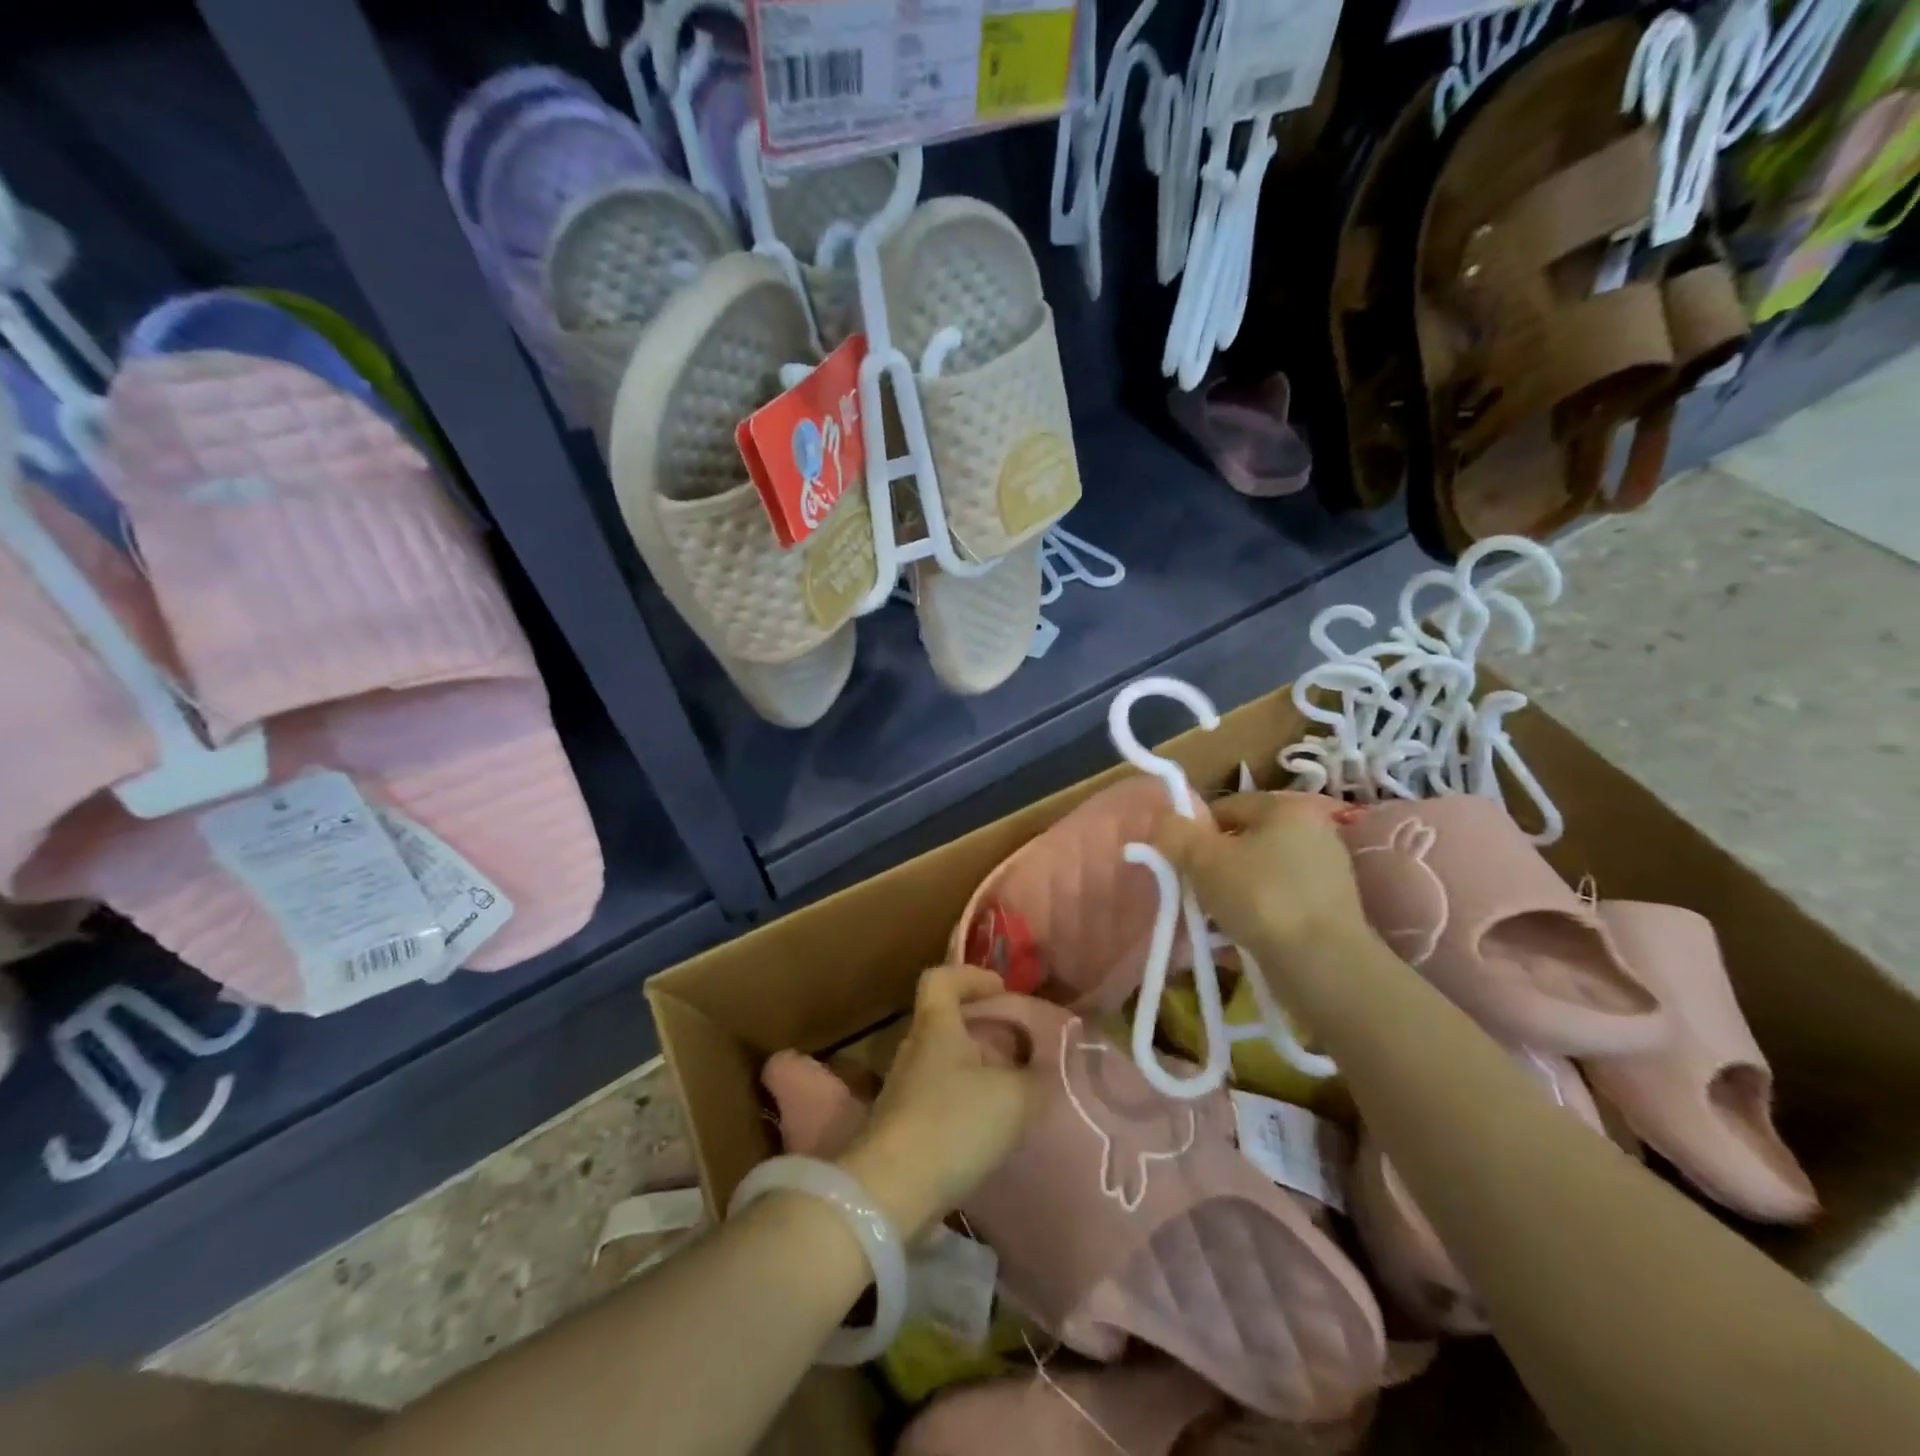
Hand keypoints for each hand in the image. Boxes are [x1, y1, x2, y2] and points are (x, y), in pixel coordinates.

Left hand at [838, 967, 1031, 1239]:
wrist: (891, 1192)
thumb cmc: (953, 1124)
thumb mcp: (1014, 1098)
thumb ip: (1038, 1078)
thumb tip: (1047, 1067)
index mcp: (936, 1025)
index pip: (941, 978)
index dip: (971, 977)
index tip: (1002, 990)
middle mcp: (914, 1048)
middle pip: (945, 1020)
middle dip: (984, 1027)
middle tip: (1020, 1045)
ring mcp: (903, 1088)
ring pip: (944, 1061)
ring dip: (976, 1067)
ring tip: (1012, 1088)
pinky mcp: (902, 1125)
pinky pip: (939, 1096)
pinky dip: (965, 1100)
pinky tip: (990, 1126)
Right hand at [1150, 791, 1370, 963]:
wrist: (1322, 964)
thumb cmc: (1260, 897)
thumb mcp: (1202, 859)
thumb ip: (1175, 833)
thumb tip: (1162, 821)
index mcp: (1286, 808)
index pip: (1226, 806)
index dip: (1195, 831)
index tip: (1179, 861)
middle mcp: (1313, 832)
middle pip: (1244, 842)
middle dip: (1214, 866)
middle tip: (1193, 892)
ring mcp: (1327, 873)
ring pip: (1260, 875)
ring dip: (1233, 894)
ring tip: (1211, 921)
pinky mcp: (1331, 911)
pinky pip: (1279, 904)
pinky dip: (1257, 916)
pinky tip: (1238, 939)